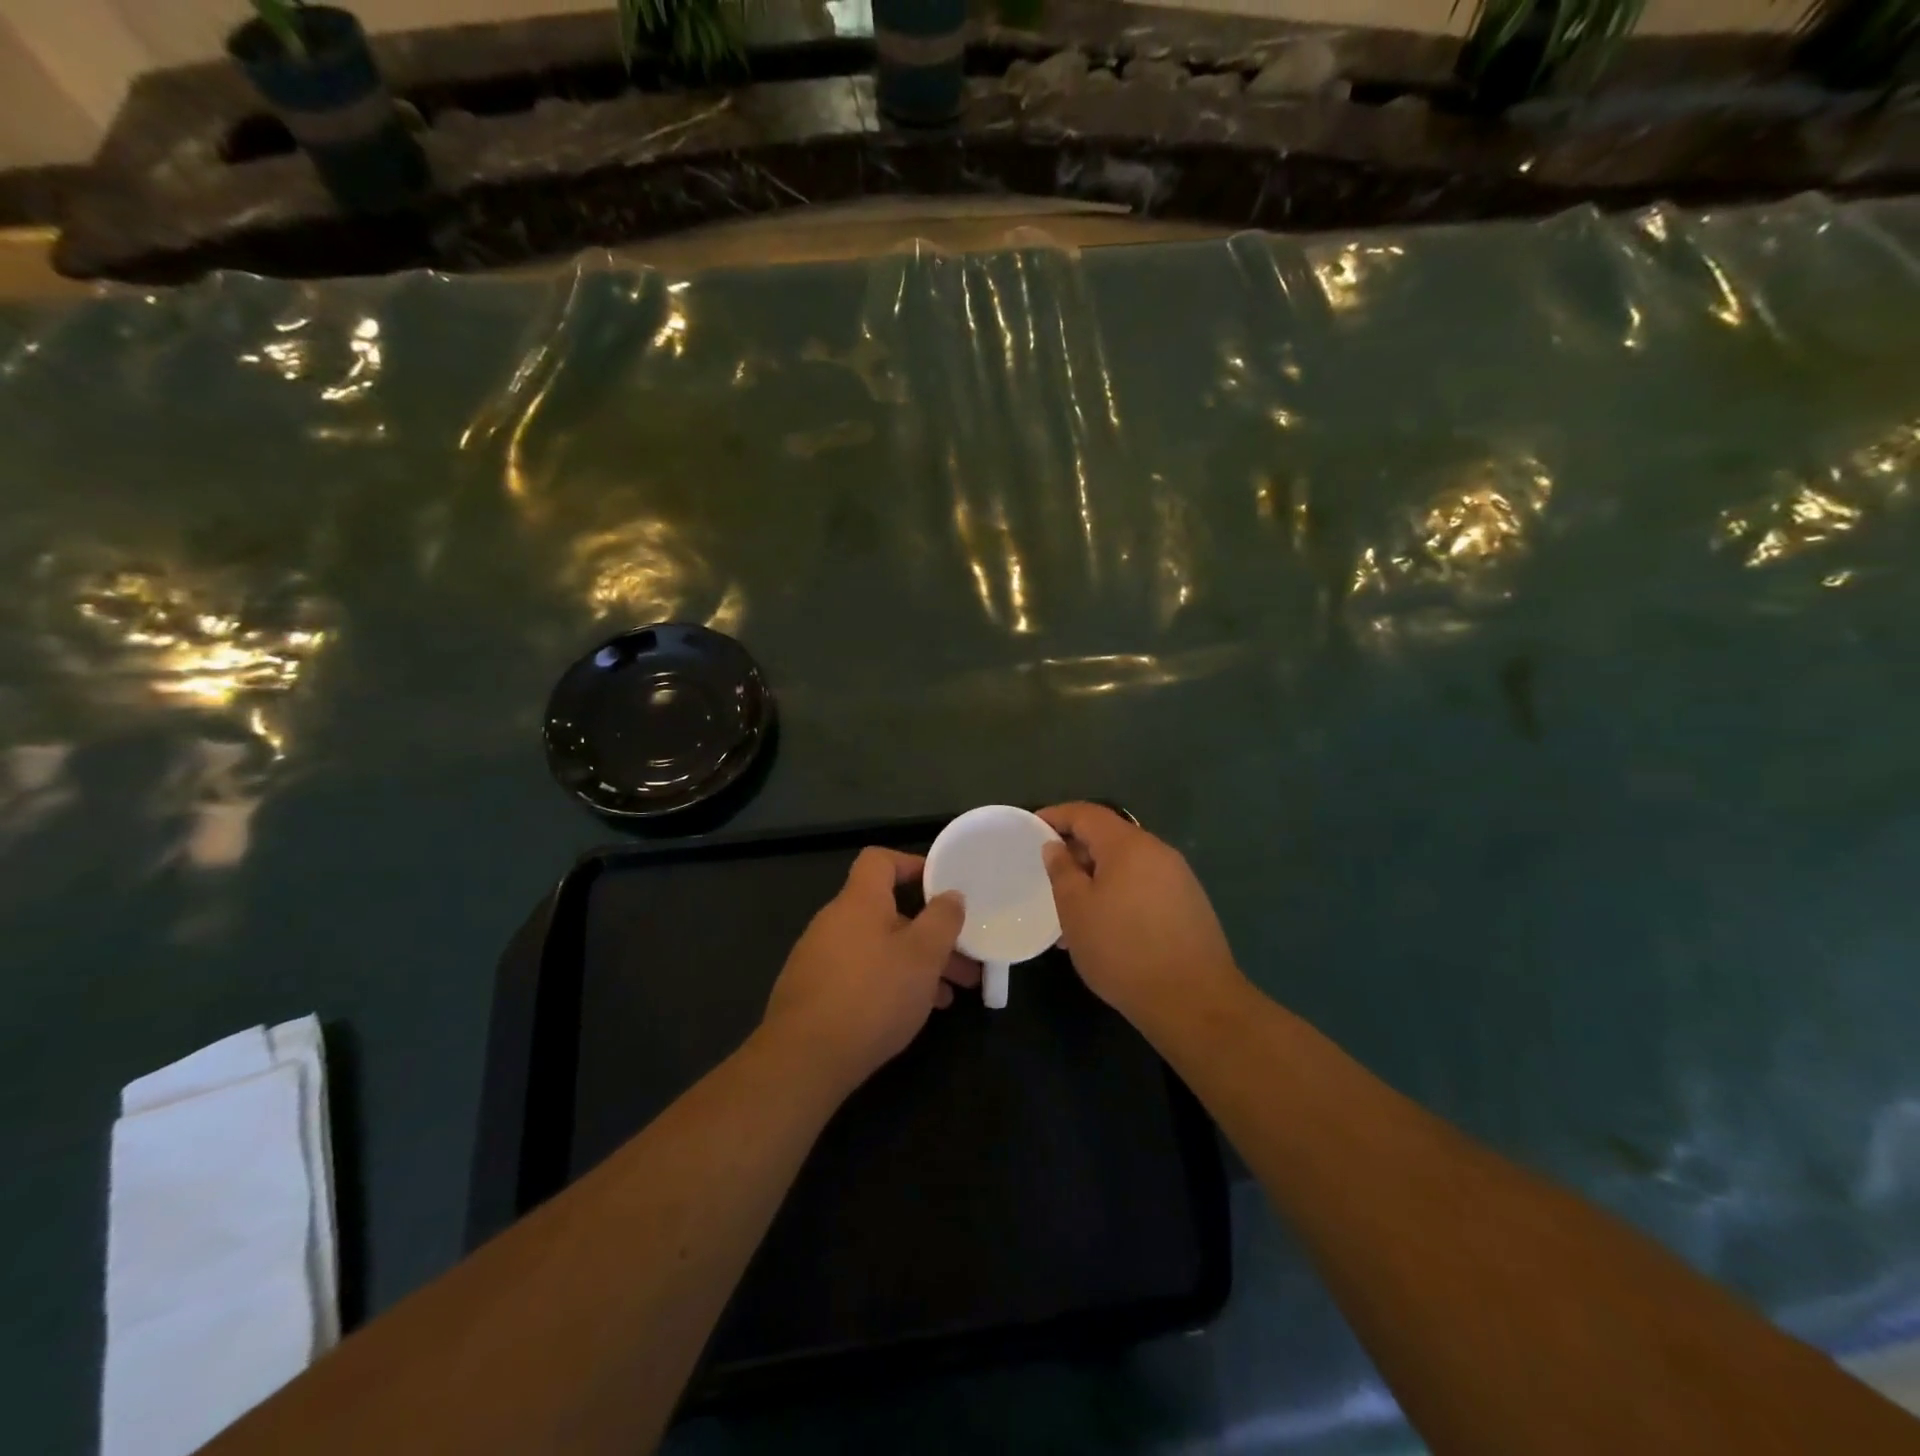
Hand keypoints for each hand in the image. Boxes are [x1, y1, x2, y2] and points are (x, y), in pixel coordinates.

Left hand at [761, 847, 980, 1092]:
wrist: (803, 1059)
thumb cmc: (872, 995)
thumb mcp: (923, 955)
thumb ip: (942, 920)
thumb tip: (951, 895)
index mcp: (858, 901)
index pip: (880, 860)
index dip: (912, 865)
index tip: (942, 887)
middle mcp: (834, 921)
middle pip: (887, 912)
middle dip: (929, 933)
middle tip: (964, 960)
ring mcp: (819, 957)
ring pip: (878, 948)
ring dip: (914, 964)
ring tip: (948, 996)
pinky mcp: (813, 992)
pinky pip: (860, 974)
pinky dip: (889, 983)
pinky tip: (910, 1014)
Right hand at [1039, 803, 1244, 1028]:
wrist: (1193, 1000)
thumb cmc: (1122, 950)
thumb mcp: (1076, 910)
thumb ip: (1062, 871)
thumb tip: (1055, 846)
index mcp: (1128, 845)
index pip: (1086, 813)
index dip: (1057, 815)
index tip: (1032, 827)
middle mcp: (1157, 851)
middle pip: (1110, 836)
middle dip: (1077, 850)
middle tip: (1050, 873)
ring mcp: (1178, 877)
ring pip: (1127, 865)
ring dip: (1098, 877)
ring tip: (1074, 908)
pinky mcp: (1189, 903)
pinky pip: (1144, 885)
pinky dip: (1119, 893)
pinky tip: (1106, 926)